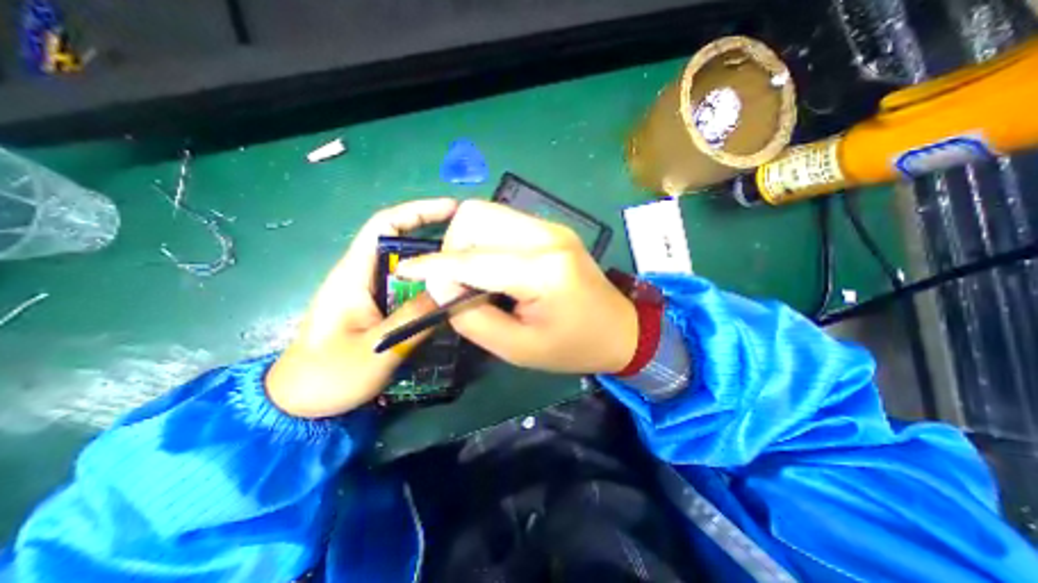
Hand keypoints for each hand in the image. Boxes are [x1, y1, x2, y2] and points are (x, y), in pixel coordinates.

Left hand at [267, 199, 457, 415]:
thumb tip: (450, 292)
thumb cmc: (328, 375)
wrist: (299, 403)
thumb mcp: (374, 349)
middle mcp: (363, 275)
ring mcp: (372, 292)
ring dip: (437, 267)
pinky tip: (449, 297)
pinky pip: (410, 289)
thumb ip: (413, 319)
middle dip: (437, 240)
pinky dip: (431, 288)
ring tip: (467, 272)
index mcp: (353, 274)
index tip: (452, 210)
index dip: (418, 211)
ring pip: (410, 269)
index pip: (385, 225)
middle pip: (403, 244)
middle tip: (472, 249)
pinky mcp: (379, 308)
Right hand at [397, 200, 641, 373]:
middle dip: (453, 247)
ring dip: (468, 241)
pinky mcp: (552, 228)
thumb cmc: (572, 347)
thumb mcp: (518, 348)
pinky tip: (494, 267)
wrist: (620, 329)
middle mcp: (547, 236)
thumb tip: (440, 285)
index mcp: (542, 270)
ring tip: (474, 276)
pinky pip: (504, 222)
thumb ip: (473, 317)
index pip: (473, 259)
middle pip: (477, 217)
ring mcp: (551, 227)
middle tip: (457, 282)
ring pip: (488, 213)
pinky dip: (486, 241)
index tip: (406, 271)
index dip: (434, 266)